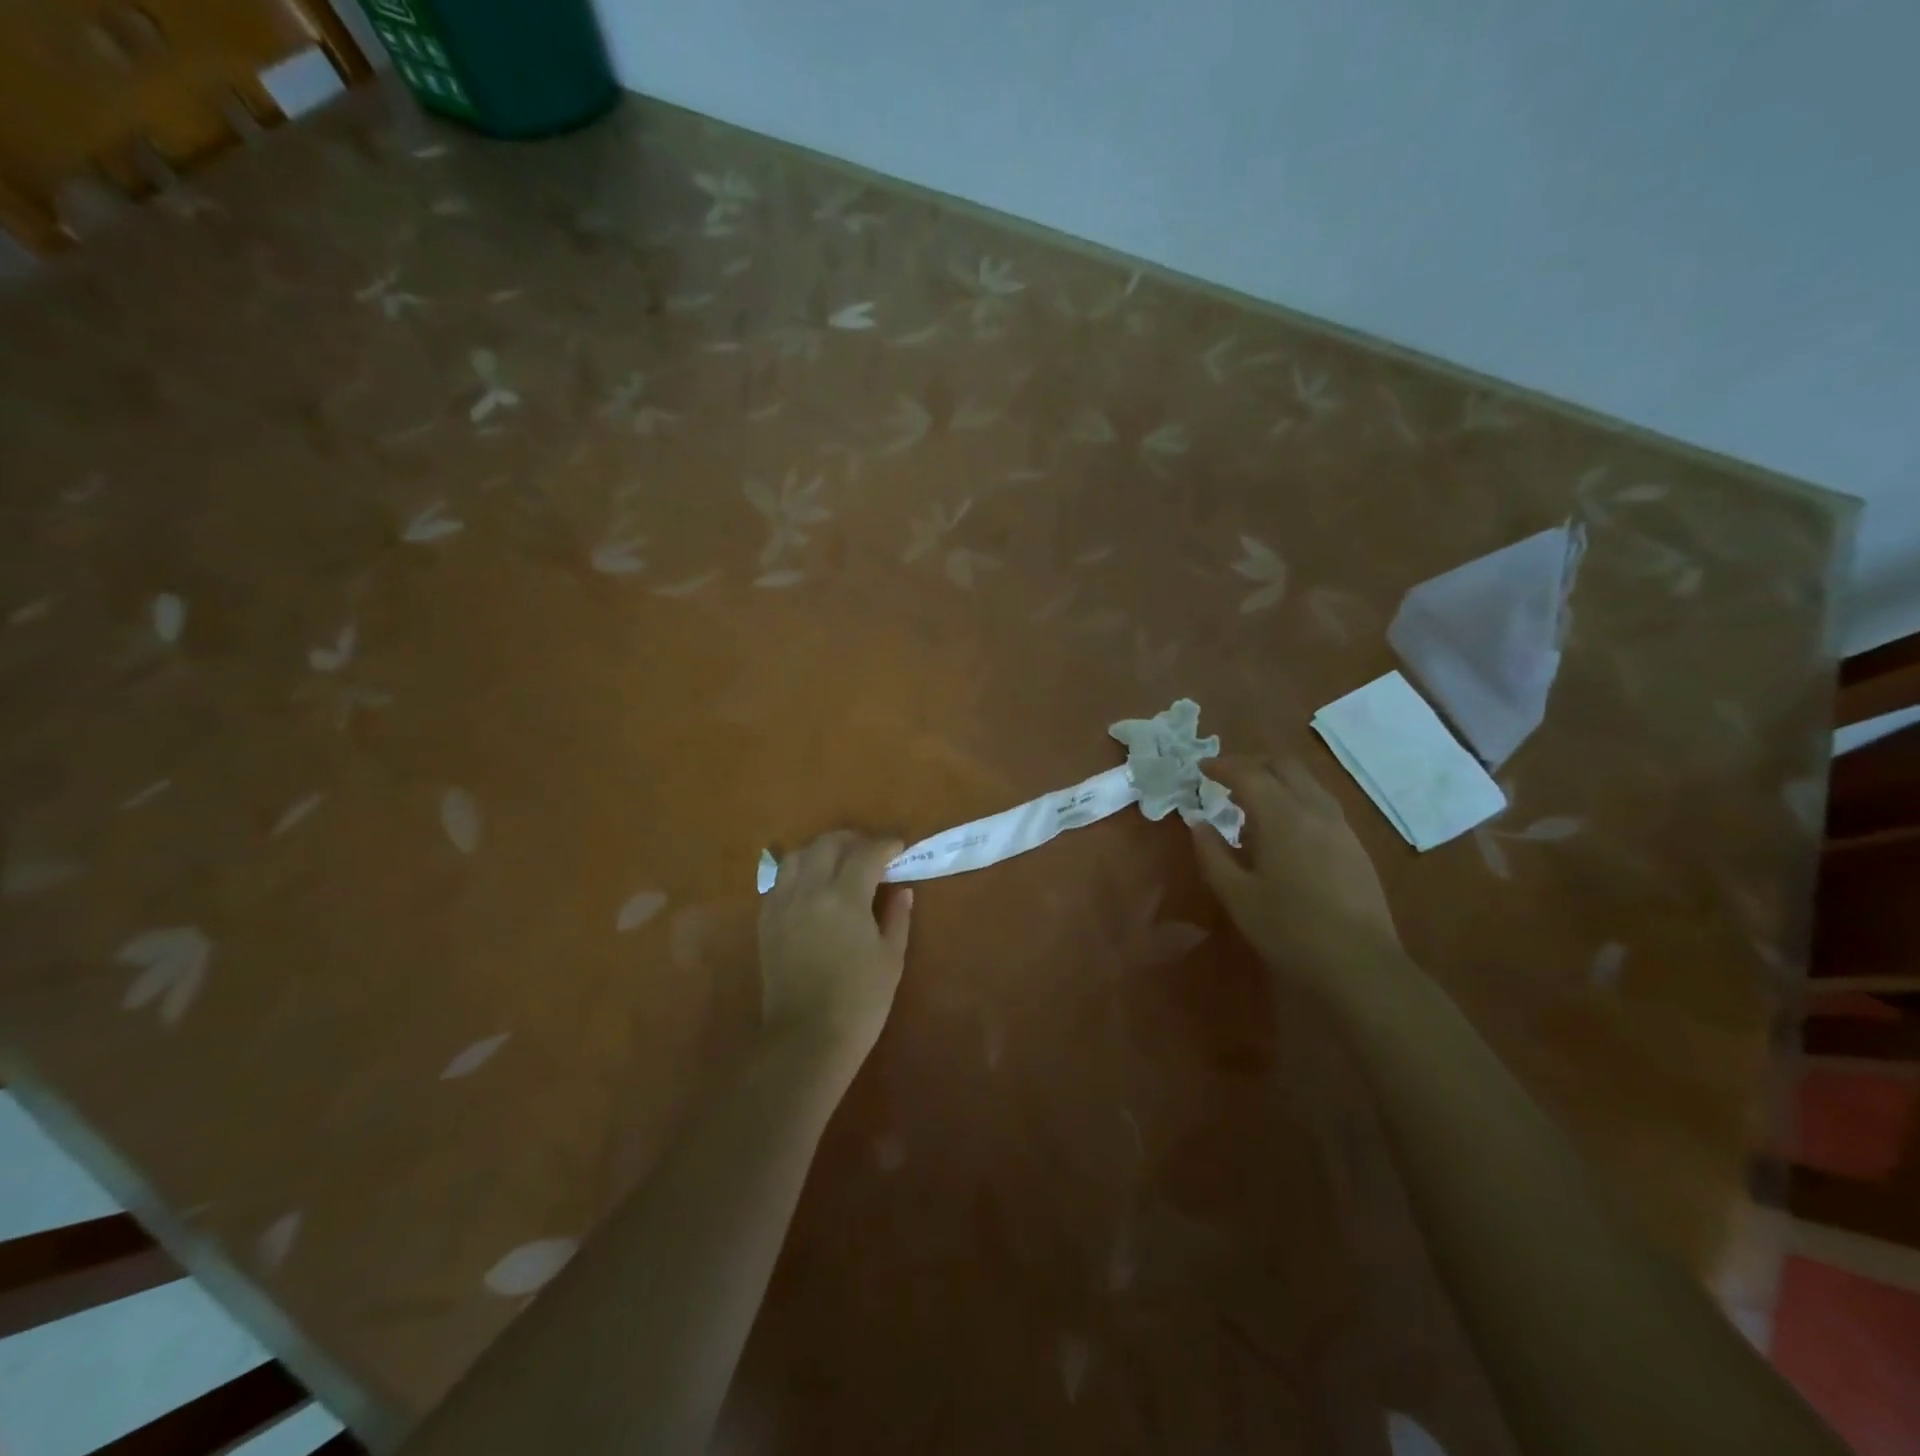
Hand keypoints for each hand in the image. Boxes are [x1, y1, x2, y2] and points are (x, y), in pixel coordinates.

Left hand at [758, 831, 913, 1060]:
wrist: (806, 1040)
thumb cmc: (859, 1001)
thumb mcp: (891, 958)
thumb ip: (897, 917)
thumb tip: (902, 891)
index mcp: (844, 897)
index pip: (866, 853)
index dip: (885, 845)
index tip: (898, 846)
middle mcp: (809, 890)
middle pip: (827, 844)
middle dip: (852, 840)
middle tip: (870, 851)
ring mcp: (782, 904)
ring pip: (797, 856)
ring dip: (820, 851)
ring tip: (838, 863)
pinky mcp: (766, 921)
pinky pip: (779, 881)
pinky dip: (798, 873)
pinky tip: (811, 887)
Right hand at [1191, 757, 1406, 995]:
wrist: (1360, 965)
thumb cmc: (1289, 930)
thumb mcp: (1237, 895)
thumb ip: (1213, 854)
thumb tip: (1198, 824)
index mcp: (1282, 817)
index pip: (1249, 774)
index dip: (1222, 766)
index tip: (1201, 768)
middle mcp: (1315, 810)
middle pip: (1284, 766)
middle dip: (1252, 764)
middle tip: (1226, 778)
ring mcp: (1341, 827)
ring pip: (1307, 783)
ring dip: (1277, 779)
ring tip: (1252, 801)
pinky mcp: (1355, 846)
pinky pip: (1321, 804)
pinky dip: (1295, 798)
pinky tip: (1284, 828)